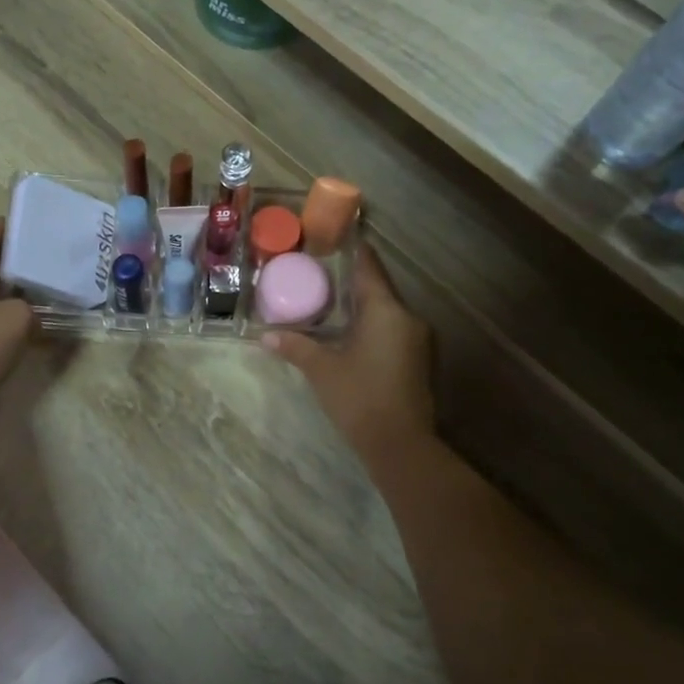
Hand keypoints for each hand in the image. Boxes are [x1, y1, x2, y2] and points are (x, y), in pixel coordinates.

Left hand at [0, 219, 37, 444]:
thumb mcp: (16, 319)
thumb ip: (32, 307)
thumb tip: (33, 311)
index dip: (6, 228)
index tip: (30, 220)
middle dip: (16, 260)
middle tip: (48, 254)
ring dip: (14, 291)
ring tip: (46, 286)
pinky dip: (9, 316)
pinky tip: (32, 323)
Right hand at [263, 244, 433, 463]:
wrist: (401, 446)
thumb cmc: (360, 398)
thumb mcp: (322, 370)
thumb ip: (295, 347)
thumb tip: (266, 337)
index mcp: (387, 311)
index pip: (369, 268)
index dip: (354, 250)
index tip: (337, 236)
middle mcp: (408, 318)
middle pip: (378, 289)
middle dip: (352, 281)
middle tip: (321, 272)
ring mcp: (417, 341)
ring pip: (386, 311)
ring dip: (362, 306)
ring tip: (330, 301)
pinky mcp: (417, 361)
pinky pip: (392, 330)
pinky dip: (371, 325)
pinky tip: (348, 333)